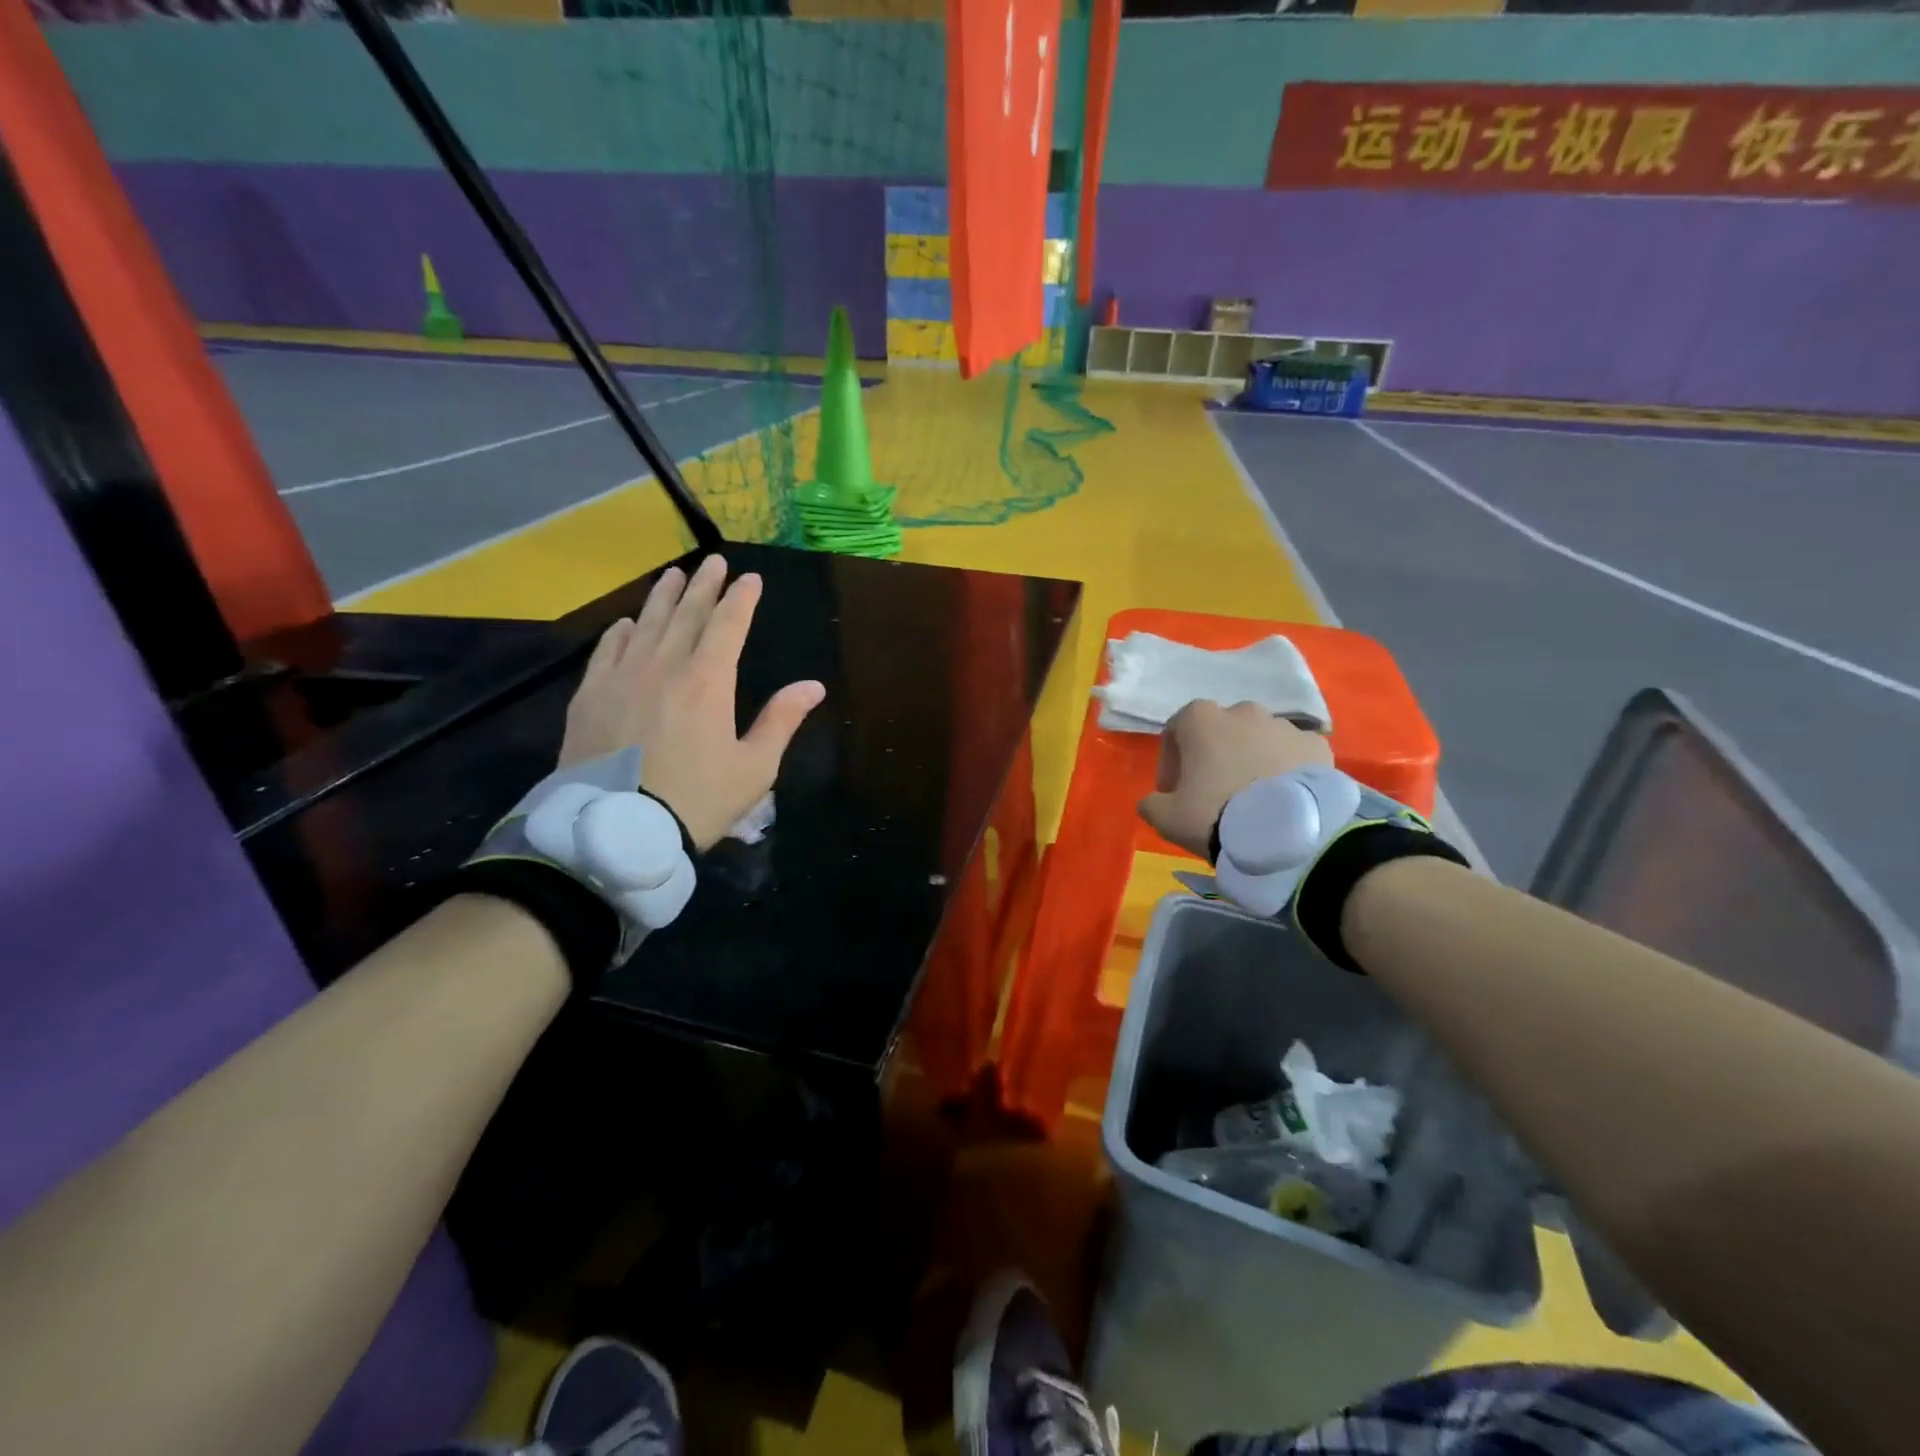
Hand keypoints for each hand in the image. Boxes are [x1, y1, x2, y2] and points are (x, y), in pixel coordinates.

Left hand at [558, 555, 824, 849]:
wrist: (617, 830)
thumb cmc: (696, 800)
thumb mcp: (754, 767)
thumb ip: (781, 720)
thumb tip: (813, 686)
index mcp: (708, 681)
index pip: (728, 625)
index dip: (742, 599)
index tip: (751, 578)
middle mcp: (664, 666)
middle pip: (687, 614)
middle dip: (704, 585)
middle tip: (714, 561)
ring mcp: (622, 677)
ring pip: (647, 623)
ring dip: (664, 596)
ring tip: (674, 574)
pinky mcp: (590, 696)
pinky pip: (608, 650)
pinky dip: (622, 631)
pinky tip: (628, 623)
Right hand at [1138, 700, 1334, 858]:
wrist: (1286, 834)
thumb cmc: (1215, 814)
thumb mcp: (1166, 817)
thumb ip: (1151, 803)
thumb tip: (1153, 800)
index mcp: (1202, 719)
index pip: (1177, 729)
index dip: (1171, 761)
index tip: (1174, 791)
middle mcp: (1243, 711)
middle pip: (1221, 731)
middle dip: (1215, 756)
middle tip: (1214, 793)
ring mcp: (1284, 726)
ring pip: (1259, 740)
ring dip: (1251, 761)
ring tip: (1254, 799)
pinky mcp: (1317, 746)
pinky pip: (1293, 755)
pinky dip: (1286, 769)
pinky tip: (1283, 799)